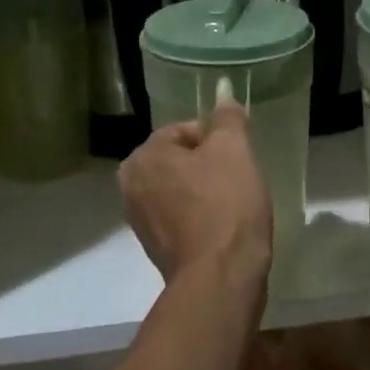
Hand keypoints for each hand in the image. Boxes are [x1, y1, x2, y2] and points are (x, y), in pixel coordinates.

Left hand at [120, 103, 272, 283]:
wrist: (221, 278)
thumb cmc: (226, 205)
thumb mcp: (234, 150)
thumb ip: (227, 117)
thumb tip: (221, 91)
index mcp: (143, 156)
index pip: (185, 131)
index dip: (218, 140)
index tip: (239, 159)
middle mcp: (130, 186)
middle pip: (181, 160)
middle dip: (209, 166)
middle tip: (238, 181)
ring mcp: (140, 221)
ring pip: (181, 190)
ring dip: (205, 192)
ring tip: (234, 206)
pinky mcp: (155, 249)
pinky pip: (181, 218)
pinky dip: (200, 218)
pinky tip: (223, 228)